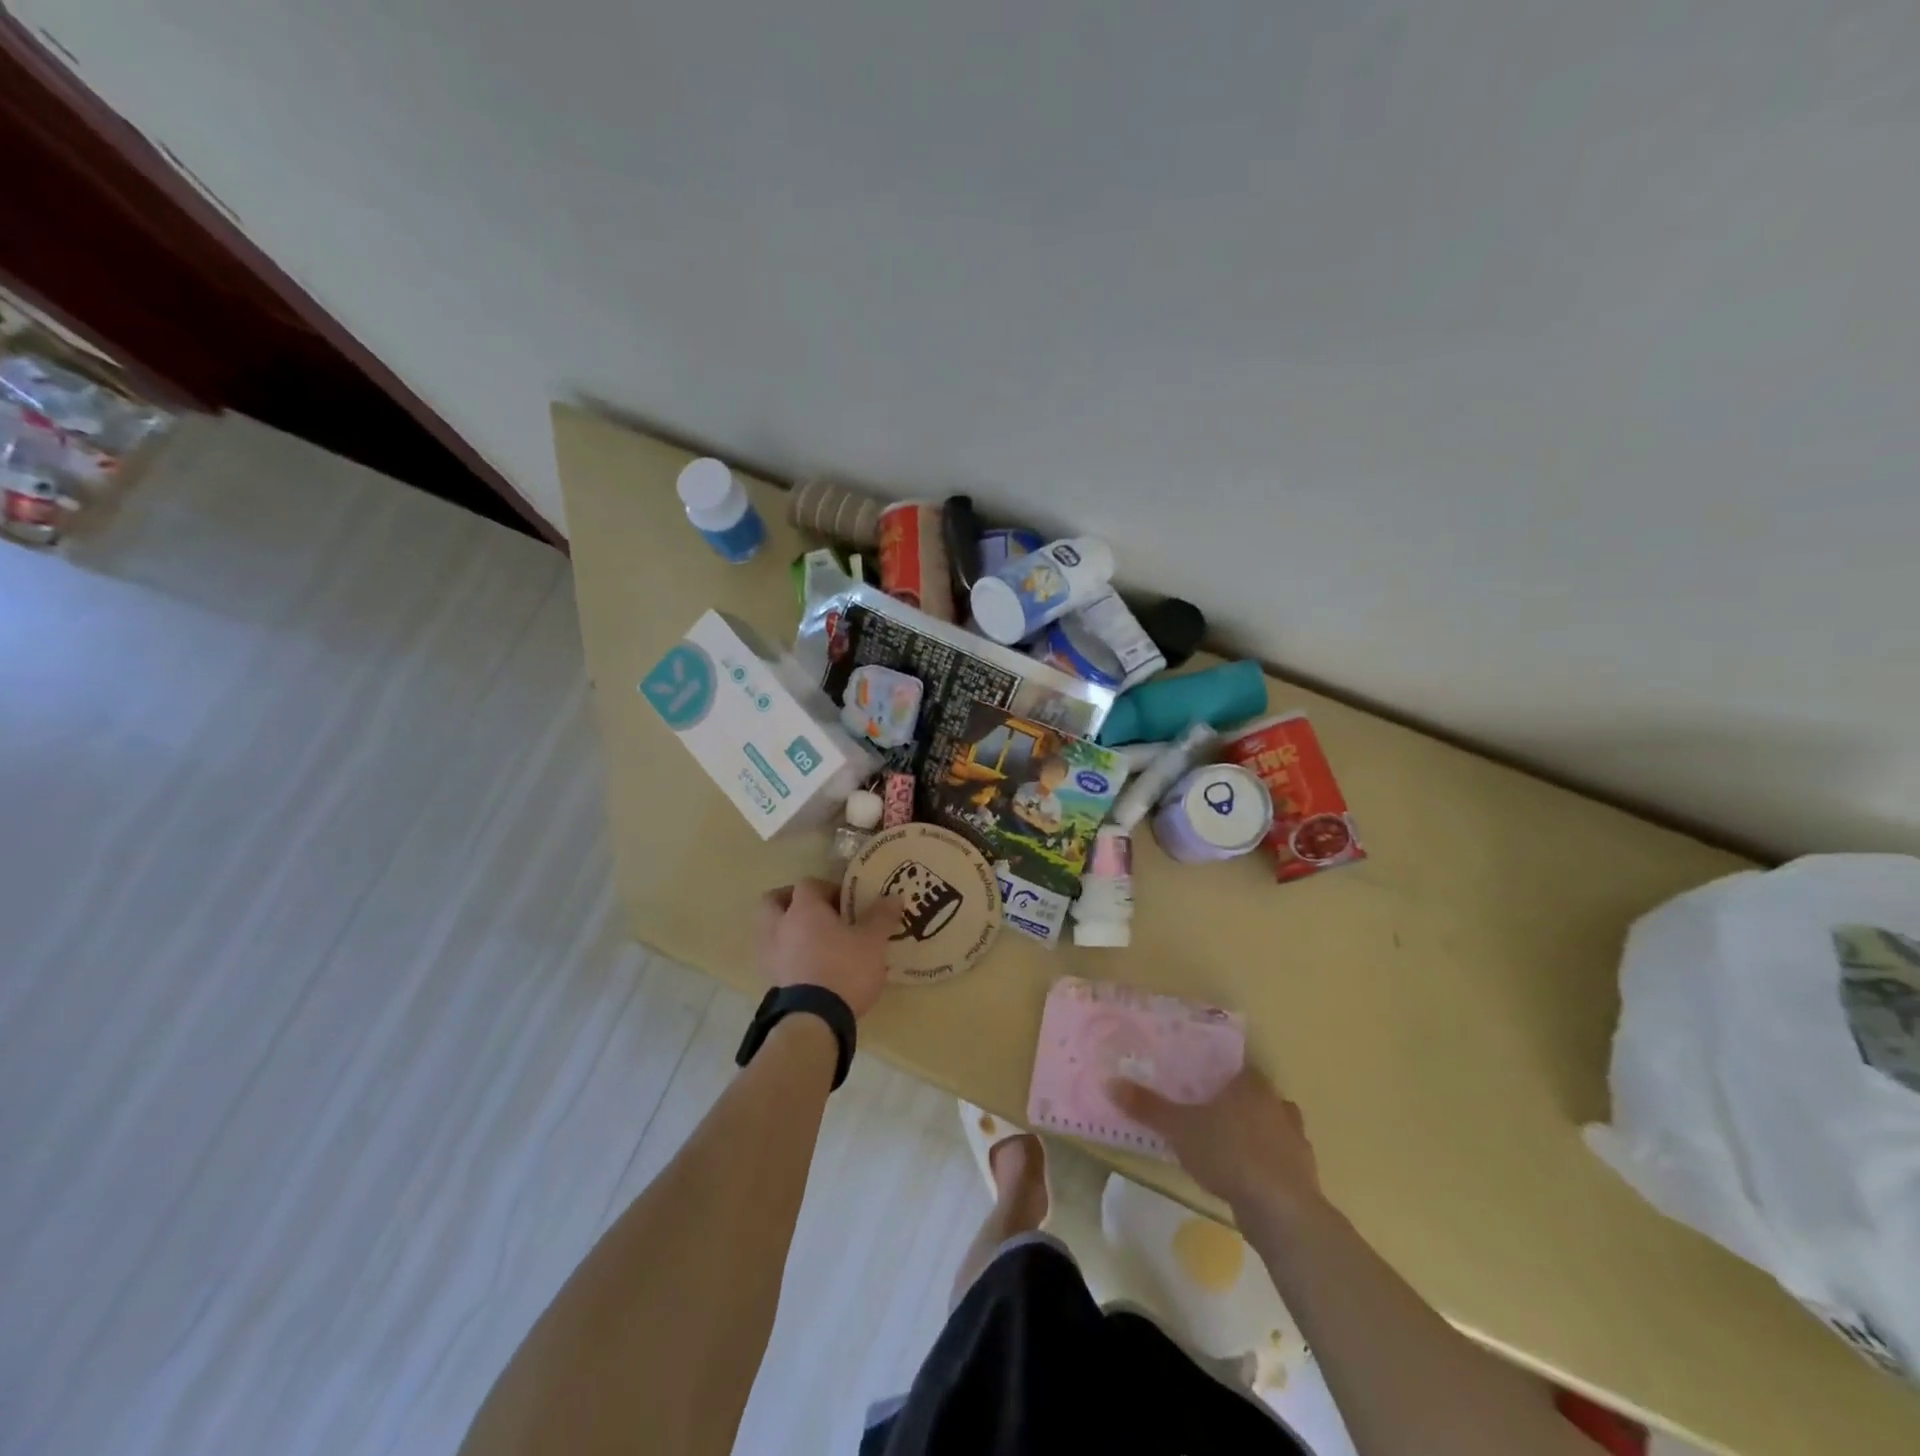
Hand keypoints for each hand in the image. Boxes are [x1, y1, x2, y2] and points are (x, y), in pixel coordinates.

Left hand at [754, 878, 903, 1018]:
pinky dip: (786, 955)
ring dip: (785, 929)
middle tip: (816, 912)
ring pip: (768, 930)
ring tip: (812, 940)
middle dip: (791, 901)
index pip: (808, 884)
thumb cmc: (845, 969)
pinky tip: (808, 965)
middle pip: (773, 901)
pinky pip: (774, 956)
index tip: (846, 902)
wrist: (815, 1020)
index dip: (827, 888)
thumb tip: (894, 897)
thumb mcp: (873, 942)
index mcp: (804, 909)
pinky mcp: (771, 981)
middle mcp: (780, 926)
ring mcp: (770, 954)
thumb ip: (882, 917)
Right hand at [1109, 1068, 1322, 1218]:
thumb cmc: (1228, 1153)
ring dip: (1255, 1131)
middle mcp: (1276, 1102)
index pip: (1235, 1064)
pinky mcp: (1304, 1172)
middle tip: (1207, 1110)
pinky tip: (1247, 1175)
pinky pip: (1281, 1157)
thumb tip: (1110, 1082)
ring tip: (1227, 1143)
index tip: (1199, 1079)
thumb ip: (1147, 1106)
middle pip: (1254, 1093)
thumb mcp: (1179, 1128)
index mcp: (1250, 1083)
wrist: (1281, 1210)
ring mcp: (1295, 1138)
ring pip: (1272, 1124)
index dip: (1218, 1071)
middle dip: (1234, 1100)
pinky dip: (1266, 1162)